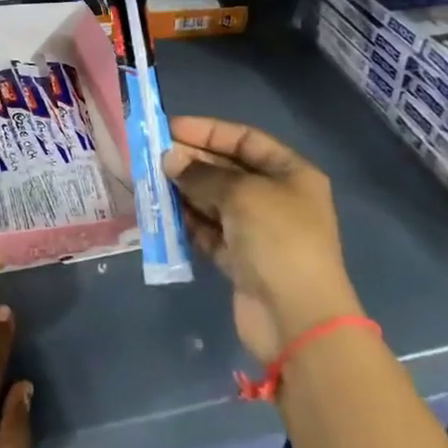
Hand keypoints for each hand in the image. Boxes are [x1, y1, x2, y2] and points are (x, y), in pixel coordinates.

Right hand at [162, 116, 363, 362]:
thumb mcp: (240, 193)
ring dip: (185, 191)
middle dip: (191, 162)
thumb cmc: (277, 239)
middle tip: (153, 158)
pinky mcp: (240, 260)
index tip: (170, 128)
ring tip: (152, 183)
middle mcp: (276, 198)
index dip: (207, 131)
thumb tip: (170, 160)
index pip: (244, 139)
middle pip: (227, 169)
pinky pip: (209, 231)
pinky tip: (164, 214)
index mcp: (290, 173)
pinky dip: (189, 222)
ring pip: (214, 200)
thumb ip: (202, 173)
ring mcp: (259, 231)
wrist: (296, 319)